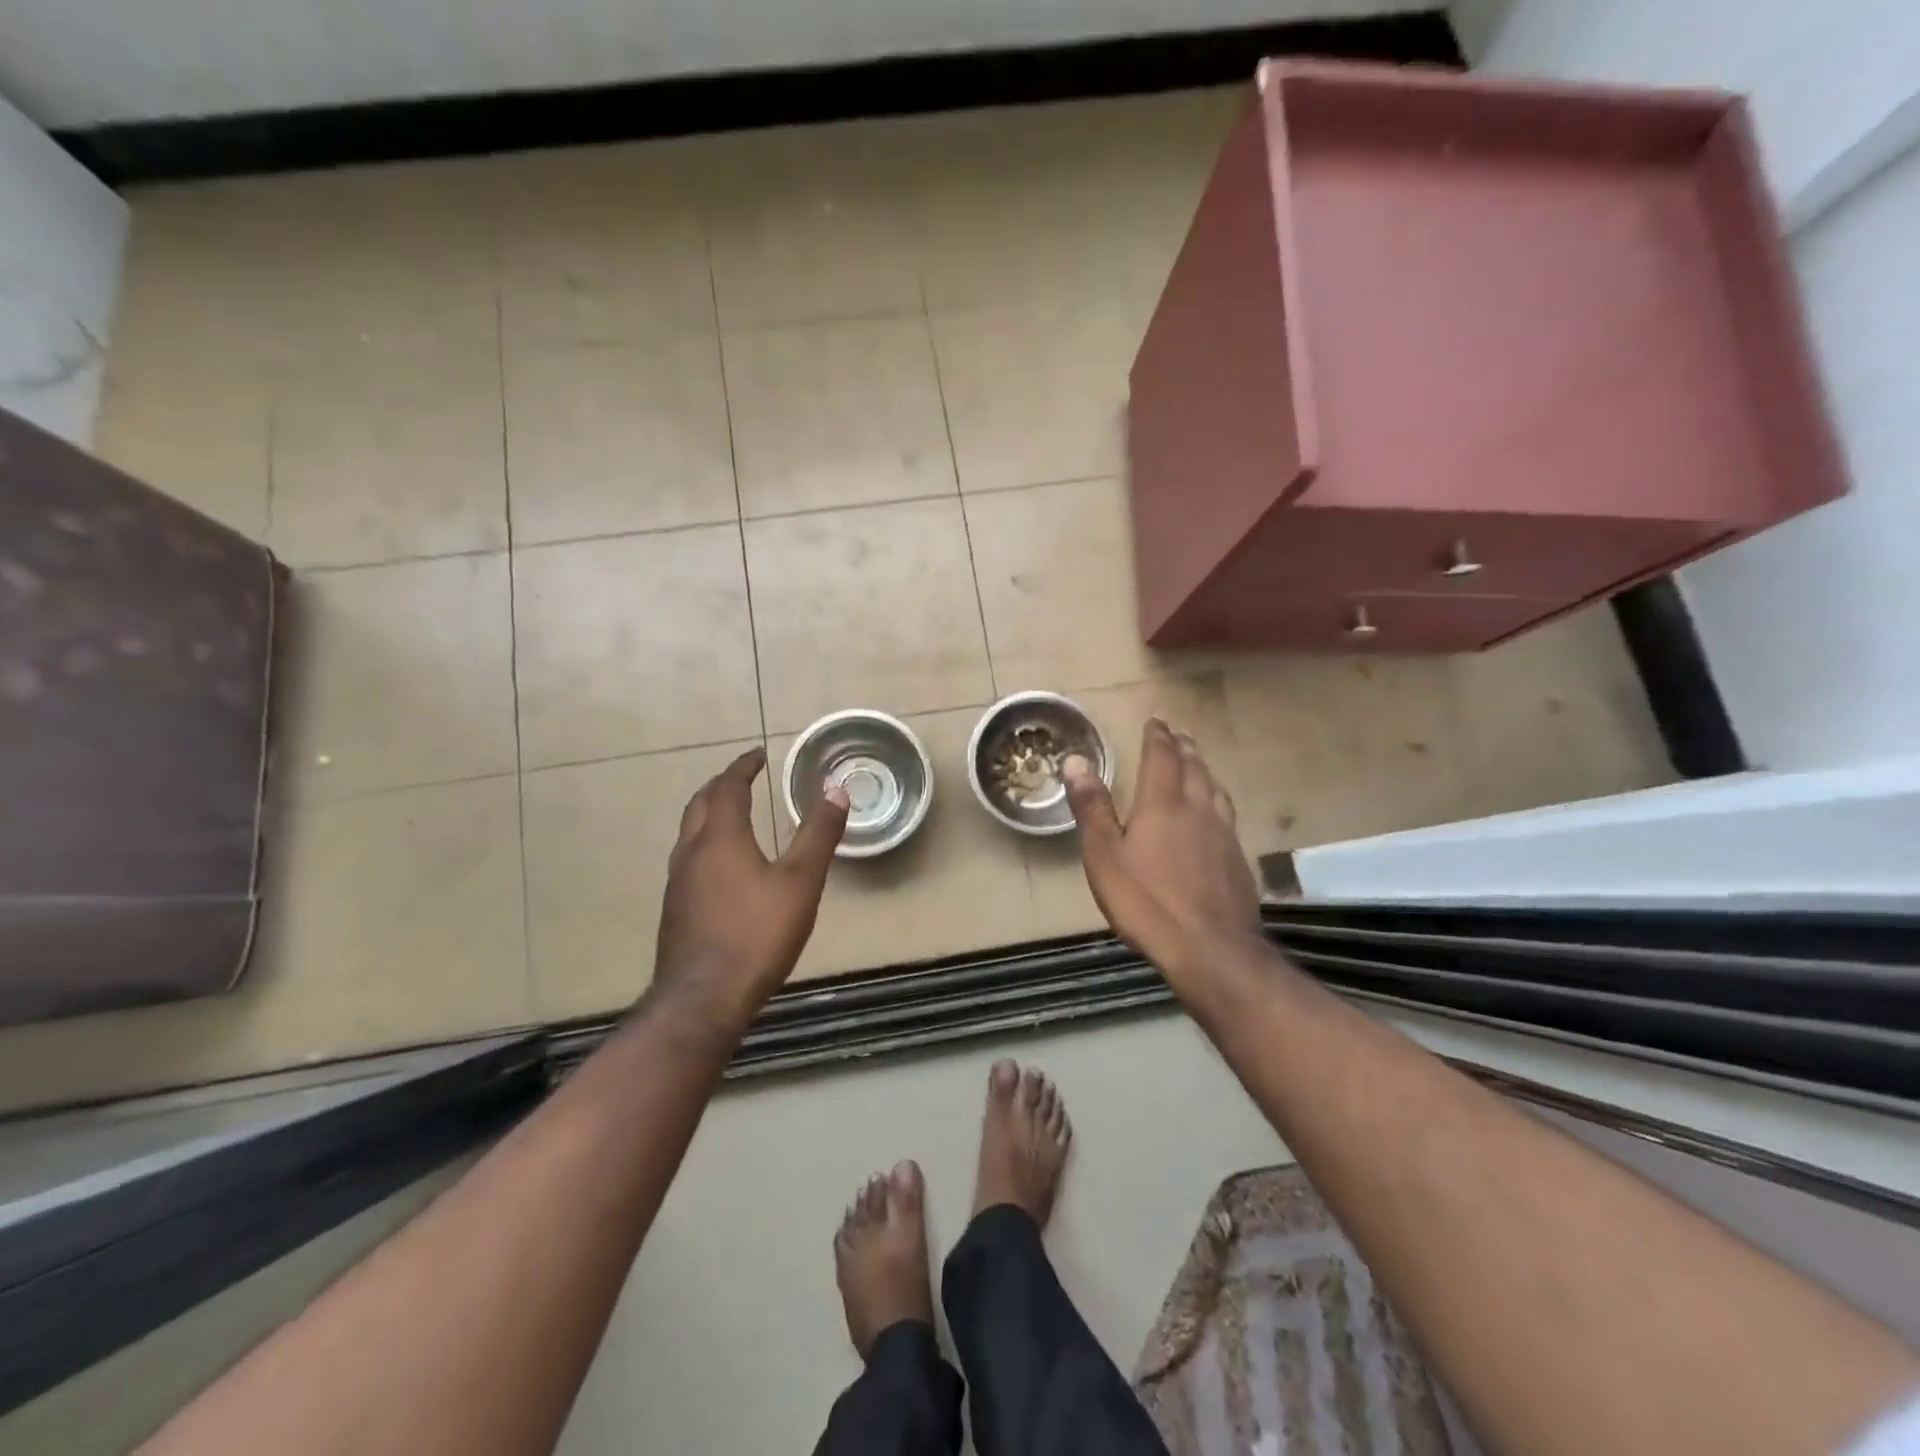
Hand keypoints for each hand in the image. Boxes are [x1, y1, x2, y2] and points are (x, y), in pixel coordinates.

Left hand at [651, 748, 848, 1033]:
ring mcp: (677, 882)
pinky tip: (723, 865)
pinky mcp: (675, 909)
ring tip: (734, 814)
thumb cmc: (757, 934)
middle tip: (744, 777)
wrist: (704, 998)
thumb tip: (836, 789)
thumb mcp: (800, 881)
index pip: (727, 787)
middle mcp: (691, 852)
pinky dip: (707, 842)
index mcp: (720, 837)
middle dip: (722, 785)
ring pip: (690, 832)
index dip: (743, 767)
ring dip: (710, 813)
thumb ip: (819, 834)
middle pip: (701, 804)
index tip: (758, 754)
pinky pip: (689, 858)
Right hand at [1064, 719, 1263, 997]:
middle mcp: (1198, 810)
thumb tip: (1076, 760)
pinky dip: (1218, 801)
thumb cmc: (1146, 901)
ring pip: (1216, 790)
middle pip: (1194, 769)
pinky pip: (1227, 816)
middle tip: (1179, 734)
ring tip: (1199, 764)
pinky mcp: (1238, 861)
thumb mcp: (1104, 855)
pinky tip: (1217, 816)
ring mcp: (1223, 835)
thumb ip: (1092, 807)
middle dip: (1184, 748)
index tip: (1156, 721)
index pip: (1161, 758)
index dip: (1158, 737)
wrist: (1210, 948)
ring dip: (1204, 771)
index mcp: (1163, 804)